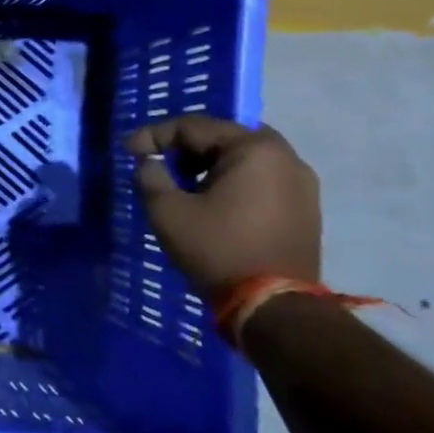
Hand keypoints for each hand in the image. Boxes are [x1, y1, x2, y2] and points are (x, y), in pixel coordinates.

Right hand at [123, 116, 320, 297]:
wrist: (273, 306)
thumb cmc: (216, 249)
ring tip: (181, 185)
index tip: (128, 152)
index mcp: (254, 149)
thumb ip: (151, 176)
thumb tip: (150, 162)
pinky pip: (261, 180)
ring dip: (209, 165)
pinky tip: (211, 203)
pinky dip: (232, 182)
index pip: (194, 126)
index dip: (155, 135)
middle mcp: (286, 157)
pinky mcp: (305, 208)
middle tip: (158, 164)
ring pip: (244, 159)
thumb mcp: (167, 210)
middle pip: (224, 137)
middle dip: (185, 148)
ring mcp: (301, 183)